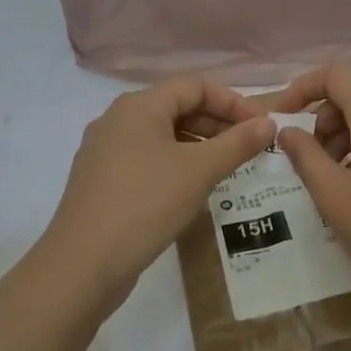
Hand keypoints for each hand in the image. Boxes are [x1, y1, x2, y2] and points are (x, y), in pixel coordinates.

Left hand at [40, 75, 275, 313]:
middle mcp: (117, 119)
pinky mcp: (101, 179)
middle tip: (250, 148)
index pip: (195, 85)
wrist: (82, 264)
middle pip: (177, 107)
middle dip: (217, 123)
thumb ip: (237, 143)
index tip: (262, 126)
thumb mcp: (199, 171)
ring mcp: (105, 150)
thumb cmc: (145, 204)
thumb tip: (268, 123)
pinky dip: (176, 163)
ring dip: (198, 145)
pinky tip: (192, 188)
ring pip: (162, 135)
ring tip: (228, 168)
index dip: (233, 101)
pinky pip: (146, 158)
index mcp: (139, 106)